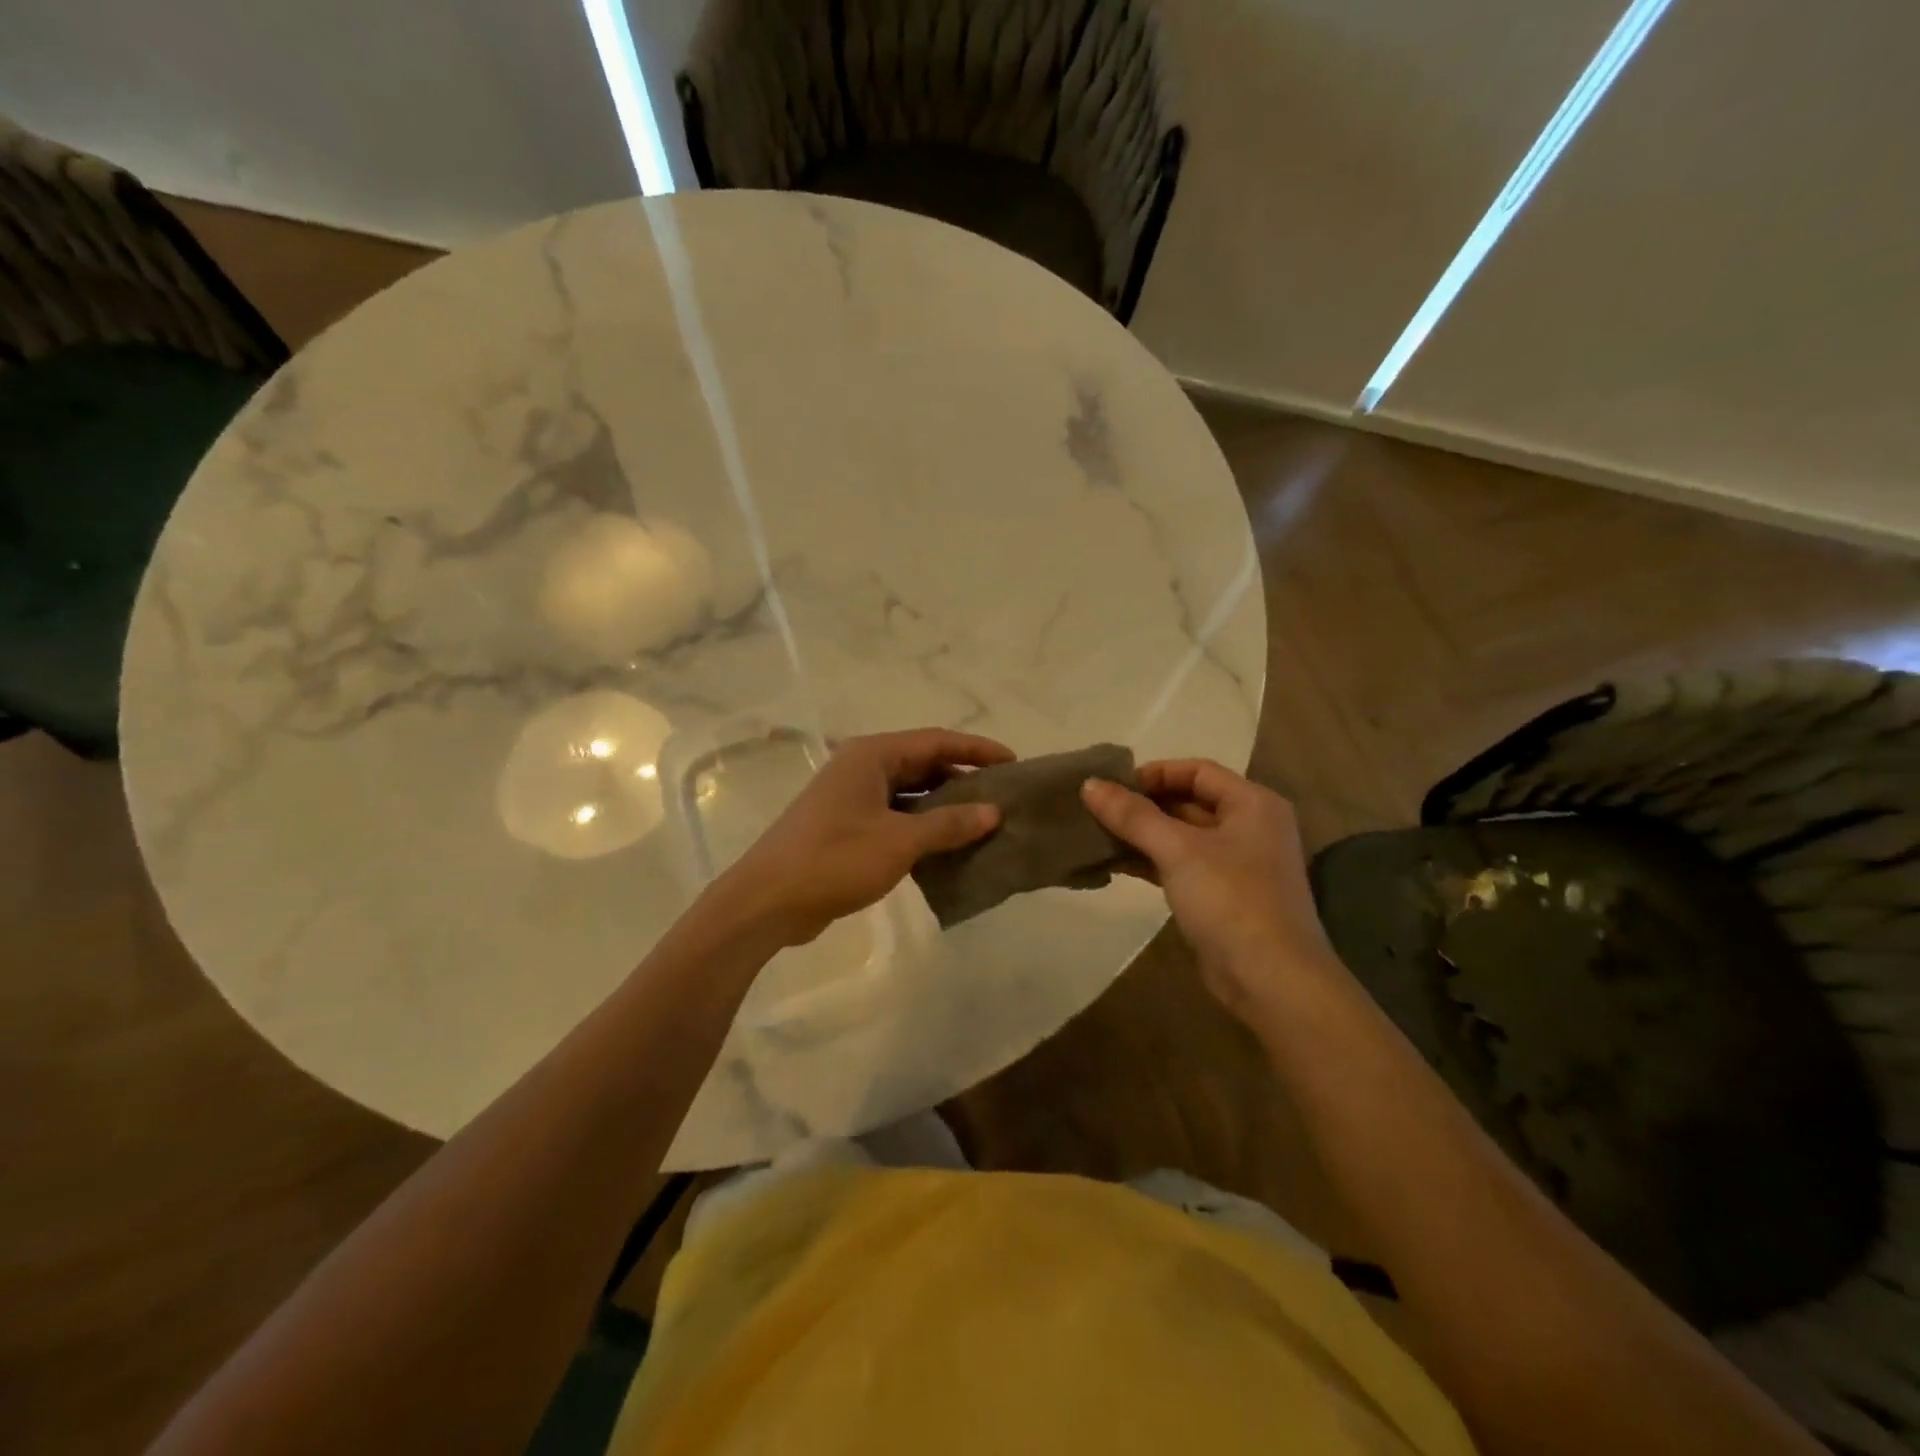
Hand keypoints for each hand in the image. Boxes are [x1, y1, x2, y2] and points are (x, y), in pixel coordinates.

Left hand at [716, 728, 1013, 947]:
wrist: (768, 900)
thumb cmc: (835, 859)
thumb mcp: (899, 841)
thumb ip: (948, 824)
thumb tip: (993, 812)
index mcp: (872, 755)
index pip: (935, 741)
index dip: (976, 749)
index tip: (1013, 762)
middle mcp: (862, 768)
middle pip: (923, 763)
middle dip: (962, 777)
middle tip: (1003, 794)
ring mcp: (852, 798)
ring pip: (910, 792)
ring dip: (943, 805)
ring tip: (984, 820)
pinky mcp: (847, 826)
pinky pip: (895, 816)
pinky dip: (922, 826)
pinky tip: (948, 845)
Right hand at [1081, 760, 1340, 1021]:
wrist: (1271, 980)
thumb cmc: (1230, 900)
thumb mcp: (1178, 850)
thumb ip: (1132, 815)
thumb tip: (1089, 784)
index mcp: (1252, 804)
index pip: (1197, 770)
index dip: (1154, 774)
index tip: (1113, 786)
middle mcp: (1249, 827)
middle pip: (1189, 802)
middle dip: (1143, 806)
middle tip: (1097, 810)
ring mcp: (1237, 864)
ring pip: (1181, 836)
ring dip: (1142, 835)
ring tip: (1097, 835)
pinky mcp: (1222, 896)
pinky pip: (1181, 865)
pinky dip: (1151, 861)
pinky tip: (1116, 864)